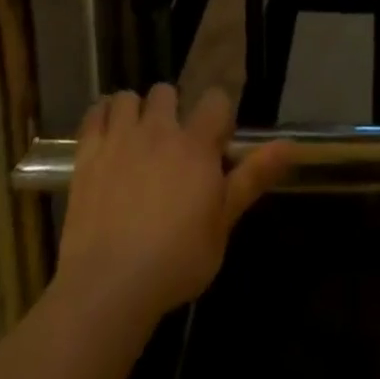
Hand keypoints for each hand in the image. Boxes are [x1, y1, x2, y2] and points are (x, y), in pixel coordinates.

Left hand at [55, 84, 292, 323]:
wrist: (108, 287)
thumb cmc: (175, 262)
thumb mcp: (222, 226)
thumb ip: (252, 179)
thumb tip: (290, 145)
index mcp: (196, 144)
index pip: (216, 100)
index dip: (217, 116)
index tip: (214, 143)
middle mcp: (160, 129)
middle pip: (168, 91)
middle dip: (172, 110)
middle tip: (170, 145)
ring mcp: (121, 138)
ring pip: (130, 97)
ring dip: (136, 112)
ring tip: (136, 139)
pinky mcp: (89, 153)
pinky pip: (95, 113)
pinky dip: (102, 117)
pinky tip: (106, 136)